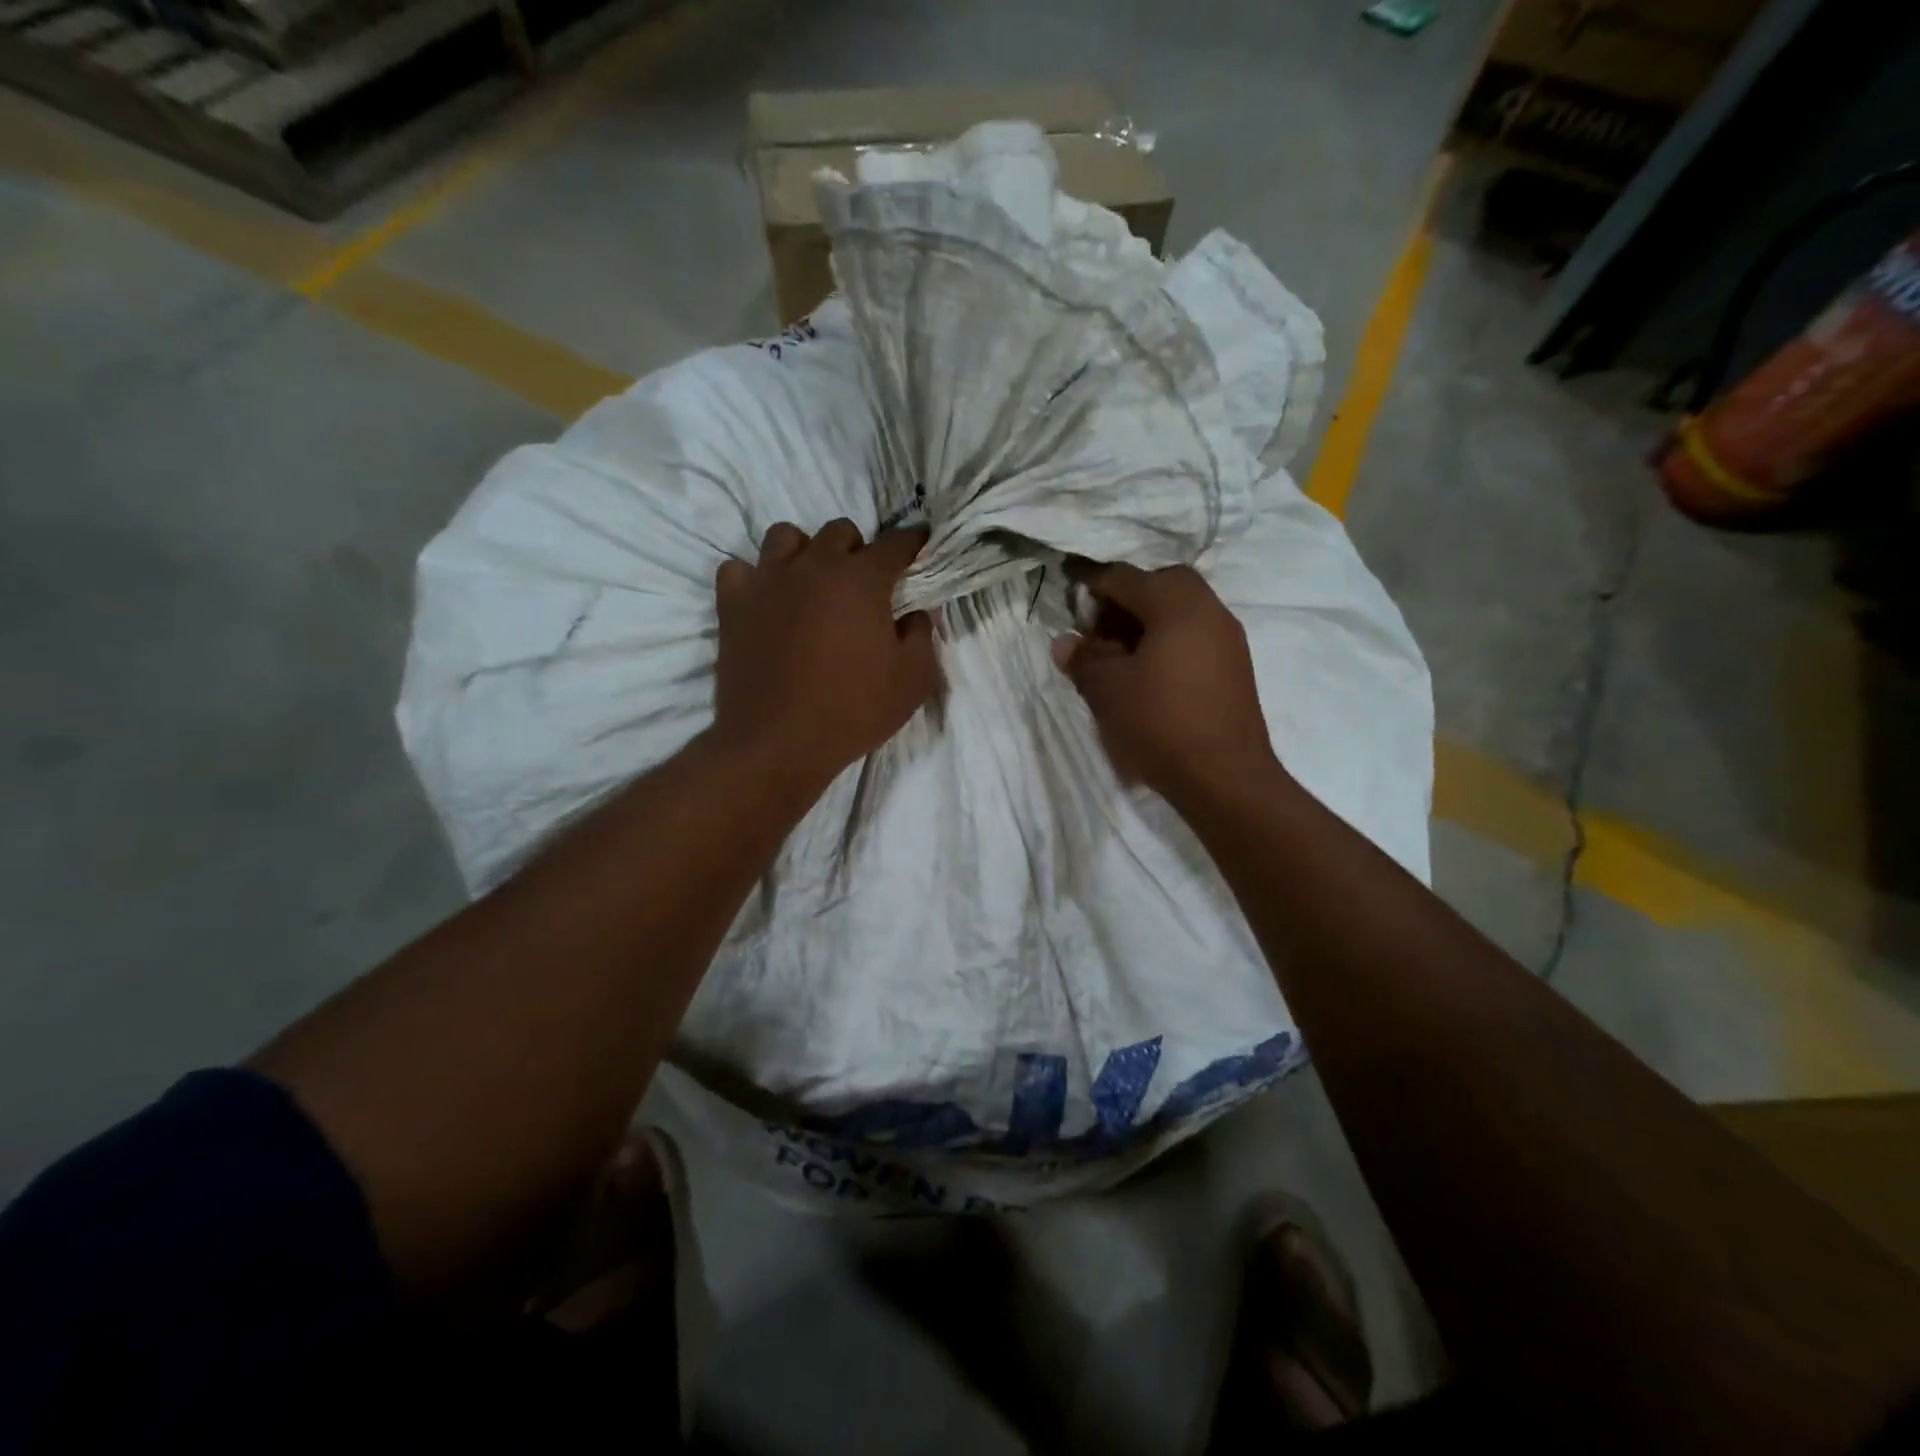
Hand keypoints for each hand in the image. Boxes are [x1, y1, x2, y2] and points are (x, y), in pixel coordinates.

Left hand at [712, 520, 937, 791]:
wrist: (777, 743)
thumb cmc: (853, 711)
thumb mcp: (912, 682)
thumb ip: (922, 637)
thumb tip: (915, 614)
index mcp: (862, 581)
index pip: (895, 544)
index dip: (912, 541)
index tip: (919, 543)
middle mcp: (814, 567)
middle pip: (839, 531)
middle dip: (857, 548)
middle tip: (862, 582)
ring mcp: (768, 581)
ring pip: (785, 536)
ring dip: (804, 552)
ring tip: (811, 582)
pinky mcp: (733, 604)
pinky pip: (738, 569)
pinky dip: (754, 578)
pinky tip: (766, 600)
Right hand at [1051, 563, 1278, 803]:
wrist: (1224, 777)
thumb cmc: (1160, 724)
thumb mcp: (1107, 690)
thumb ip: (1083, 658)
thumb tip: (1066, 642)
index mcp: (1176, 605)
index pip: (1125, 577)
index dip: (1092, 588)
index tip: (1071, 609)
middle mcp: (1208, 610)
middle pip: (1161, 584)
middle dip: (1126, 601)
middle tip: (1101, 633)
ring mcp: (1228, 638)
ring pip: (1182, 610)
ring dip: (1149, 622)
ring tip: (1121, 658)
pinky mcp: (1235, 666)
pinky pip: (1196, 635)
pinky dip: (1169, 641)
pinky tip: (1150, 676)